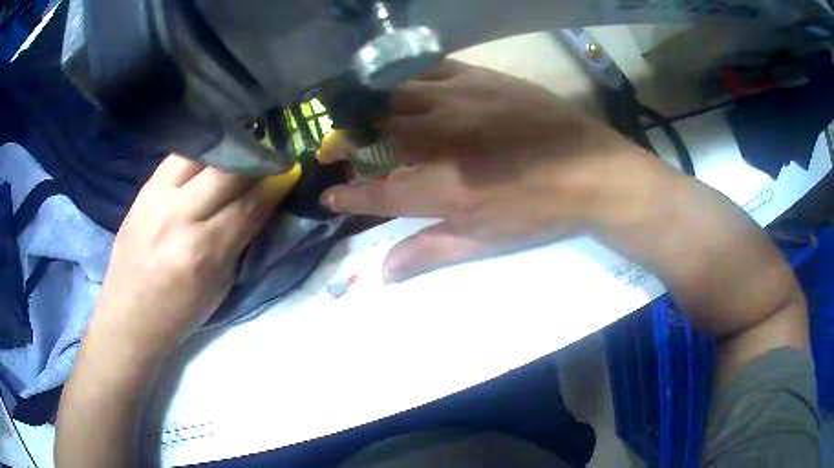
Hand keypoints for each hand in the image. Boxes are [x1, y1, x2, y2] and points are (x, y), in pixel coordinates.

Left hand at [90, 155, 296, 355]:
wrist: (128, 316)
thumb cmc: (179, 313)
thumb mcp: (219, 287)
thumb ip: (239, 242)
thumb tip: (261, 205)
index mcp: (202, 253)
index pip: (248, 205)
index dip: (275, 185)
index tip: (290, 172)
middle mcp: (178, 218)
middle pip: (226, 171)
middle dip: (255, 160)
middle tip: (270, 158)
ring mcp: (155, 199)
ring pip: (200, 154)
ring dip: (227, 150)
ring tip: (242, 151)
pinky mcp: (142, 191)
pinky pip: (177, 158)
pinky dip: (200, 154)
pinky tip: (211, 156)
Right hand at [321, 60, 660, 281]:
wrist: (592, 171)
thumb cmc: (540, 212)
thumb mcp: (486, 241)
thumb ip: (429, 252)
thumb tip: (383, 273)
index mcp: (444, 188)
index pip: (377, 192)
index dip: (347, 196)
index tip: (328, 196)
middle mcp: (441, 139)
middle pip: (376, 136)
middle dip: (348, 145)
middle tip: (340, 151)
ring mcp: (459, 101)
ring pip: (394, 97)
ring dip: (373, 110)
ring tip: (368, 118)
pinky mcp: (478, 78)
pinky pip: (428, 71)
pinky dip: (408, 80)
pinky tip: (406, 88)